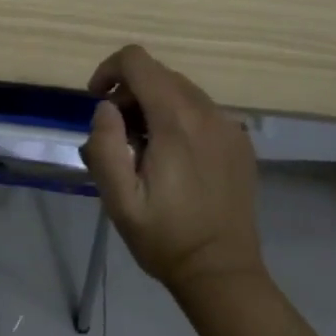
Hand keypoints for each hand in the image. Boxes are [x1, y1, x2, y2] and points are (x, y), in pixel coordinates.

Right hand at [81, 45, 264, 292]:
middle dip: (129, 92)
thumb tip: (107, 107)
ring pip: (180, 90)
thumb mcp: (119, 199)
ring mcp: (229, 126)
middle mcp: (207, 113)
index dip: (109, 70)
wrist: (222, 273)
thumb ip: (105, 145)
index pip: (138, 61)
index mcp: (176, 122)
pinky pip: (201, 110)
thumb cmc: (165, 238)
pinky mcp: (239, 141)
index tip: (96, 100)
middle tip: (116, 135)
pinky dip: (177, 117)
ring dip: (152, 104)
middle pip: (158, 74)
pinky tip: (171, 156)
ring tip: (141, 147)